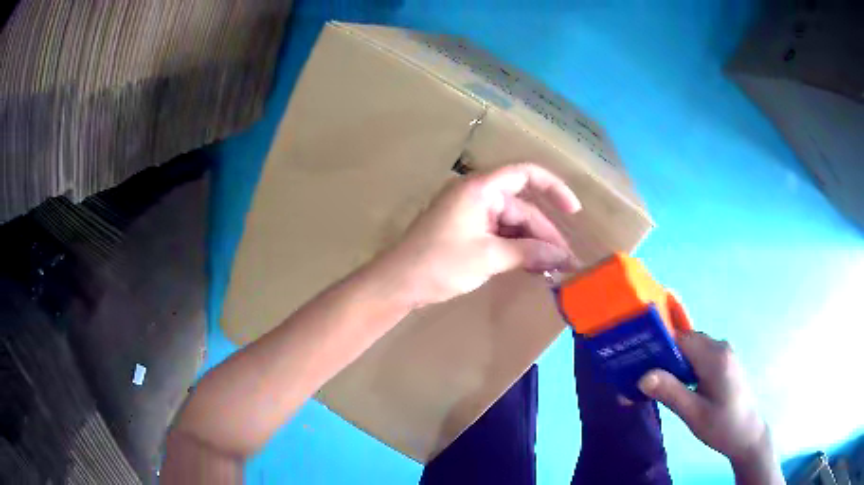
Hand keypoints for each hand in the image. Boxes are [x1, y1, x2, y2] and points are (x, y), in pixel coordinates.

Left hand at [378, 163, 579, 307]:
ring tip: (554, 269)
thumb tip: (563, 257)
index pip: (525, 174)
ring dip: (532, 245)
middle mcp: (478, 196)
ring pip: (512, 225)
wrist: (398, 283)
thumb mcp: (488, 257)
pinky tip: (533, 268)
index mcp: (480, 189)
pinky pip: (500, 236)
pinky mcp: (467, 232)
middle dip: (545, 234)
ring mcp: (471, 214)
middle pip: (522, 208)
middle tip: (566, 262)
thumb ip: (528, 253)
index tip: (574, 211)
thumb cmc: (440, 263)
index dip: (553, 188)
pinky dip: (516, 250)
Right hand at [638, 308, 769, 462]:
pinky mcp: (725, 362)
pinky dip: (685, 364)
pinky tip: (676, 383)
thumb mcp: (694, 414)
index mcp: (715, 357)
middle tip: (641, 374)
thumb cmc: (721, 427)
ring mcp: (725, 353)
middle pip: (686, 341)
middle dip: (663, 354)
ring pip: (692, 348)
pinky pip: (700, 355)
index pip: (680, 339)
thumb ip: (670, 392)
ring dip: (674, 360)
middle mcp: (721, 347)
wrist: (747, 435)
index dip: (657, 346)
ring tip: (655, 381)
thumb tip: (642, 376)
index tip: (636, 360)